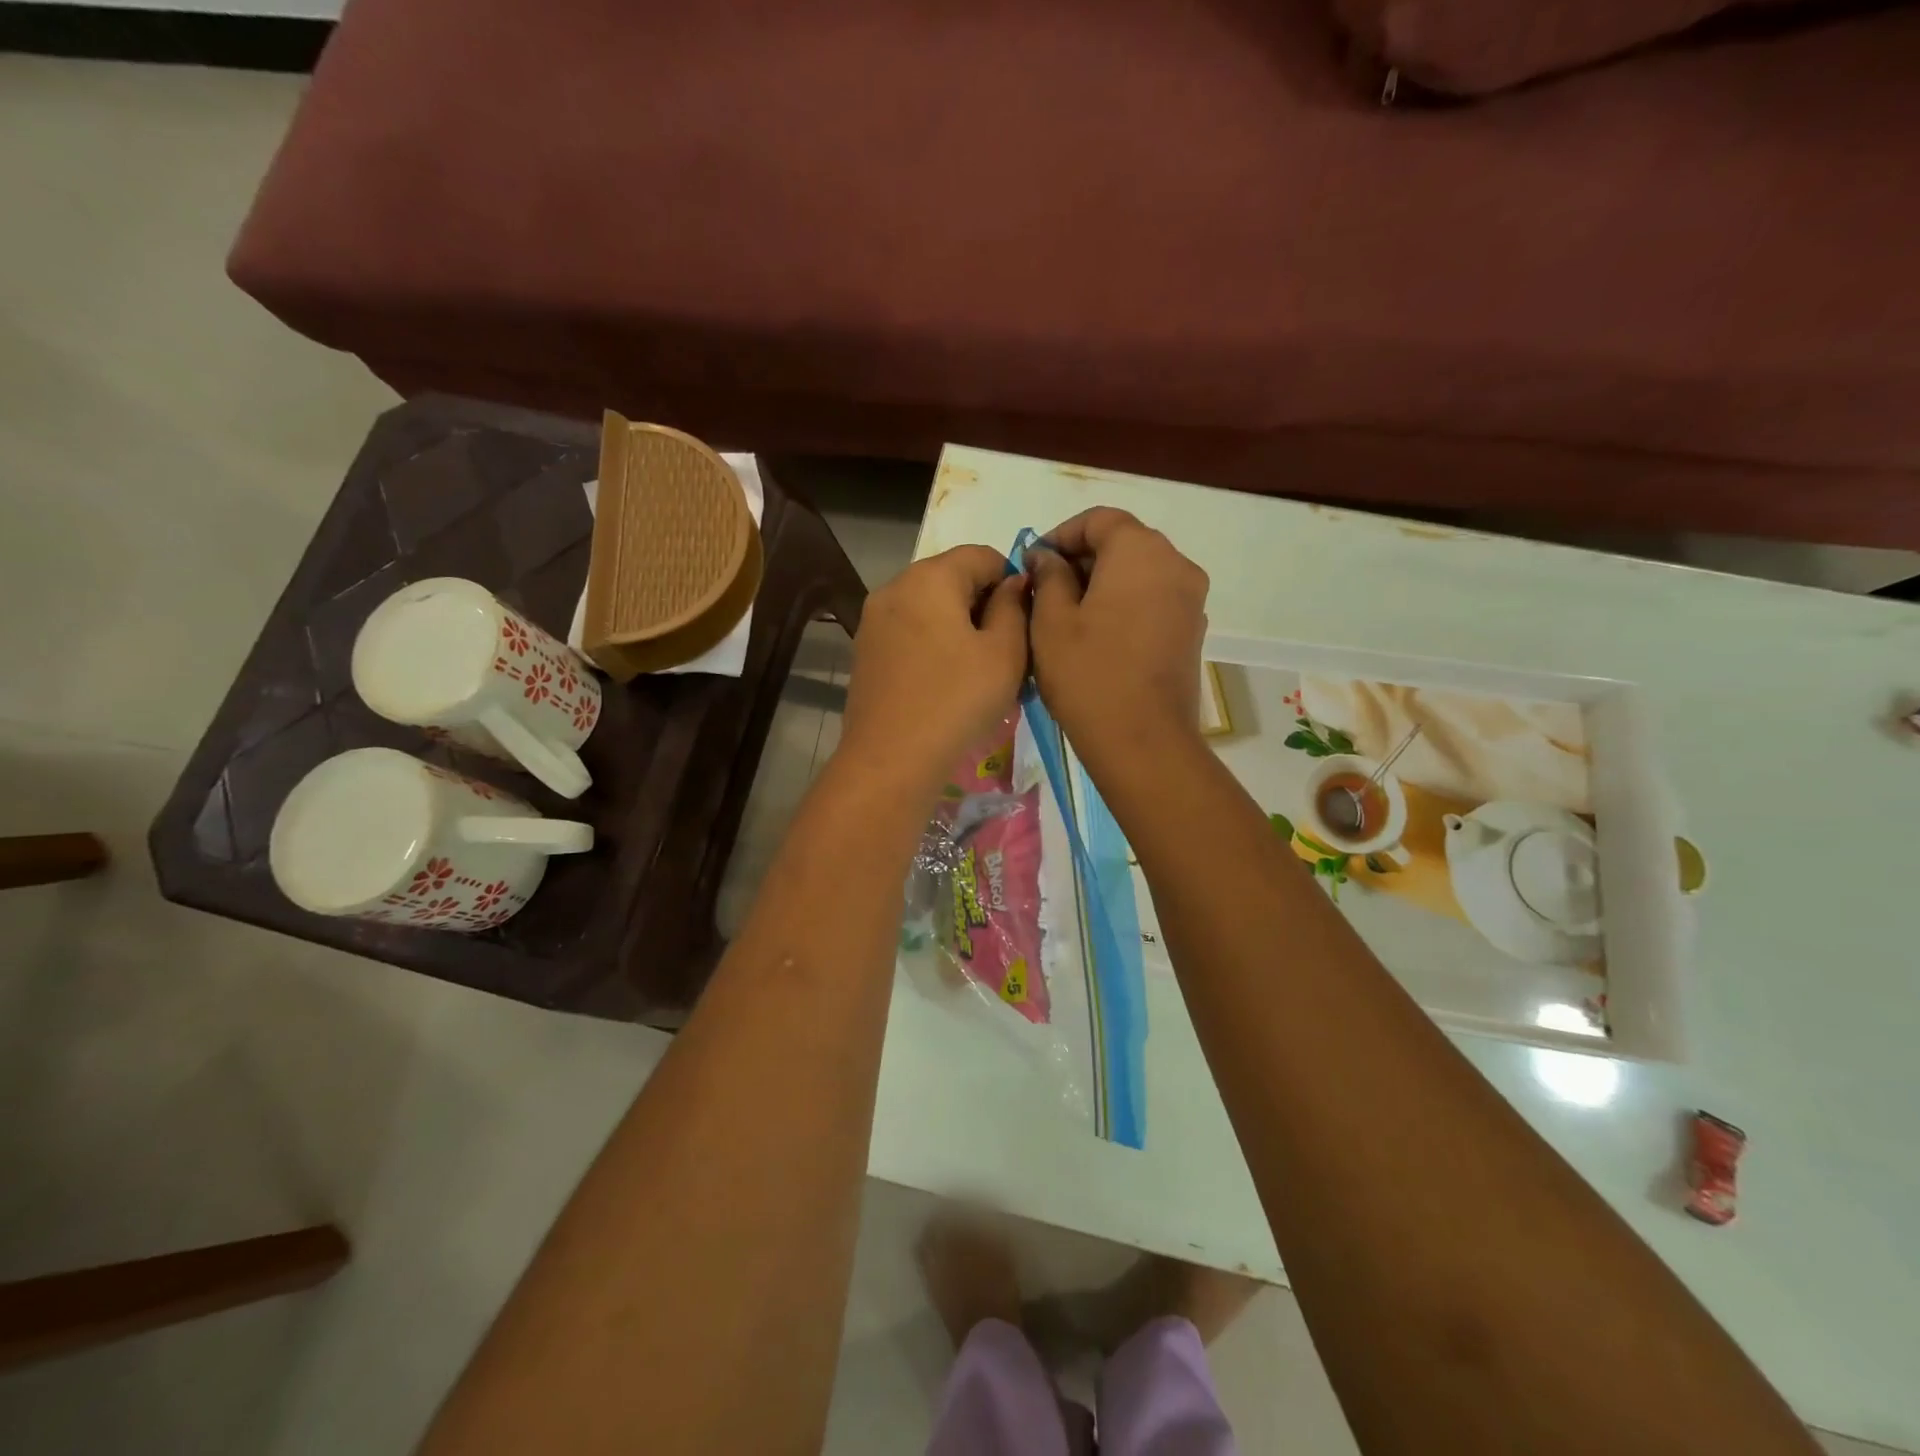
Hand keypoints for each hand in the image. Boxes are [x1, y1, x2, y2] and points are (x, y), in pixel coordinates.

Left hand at [841, 545, 1028, 792]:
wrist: (891, 759)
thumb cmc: (957, 700)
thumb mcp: (1005, 652)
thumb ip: (1014, 607)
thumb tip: (1012, 584)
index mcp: (929, 577)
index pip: (982, 555)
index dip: (1012, 580)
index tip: (1025, 621)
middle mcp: (894, 588)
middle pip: (951, 579)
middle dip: (984, 605)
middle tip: (1008, 650)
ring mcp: (873, 621)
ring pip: (929, 608)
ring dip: (959, 627)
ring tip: (979, 670)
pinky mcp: (865, 652)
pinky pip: (910, 633)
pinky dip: (933, 645)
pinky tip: (947, 682)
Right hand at [1027, 507, 1208, 772]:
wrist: (1142, 740)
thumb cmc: (1088, 674)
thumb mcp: (1051, 620)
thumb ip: (1048, 576)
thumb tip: (1048, 557)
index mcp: (1140, 551)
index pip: (1099, 519)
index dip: (1061, 534)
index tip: (1033, 563)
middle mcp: (1175, 564)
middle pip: (1124, 542)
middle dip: (1082, 558)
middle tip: (1045, 590)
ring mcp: (1191, 599)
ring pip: (1140, 573)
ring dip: (1104, 582)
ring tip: (1068, 615)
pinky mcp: (1193, 631)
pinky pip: (1154, 600)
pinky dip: (1125, 604)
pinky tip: (1098, 635)